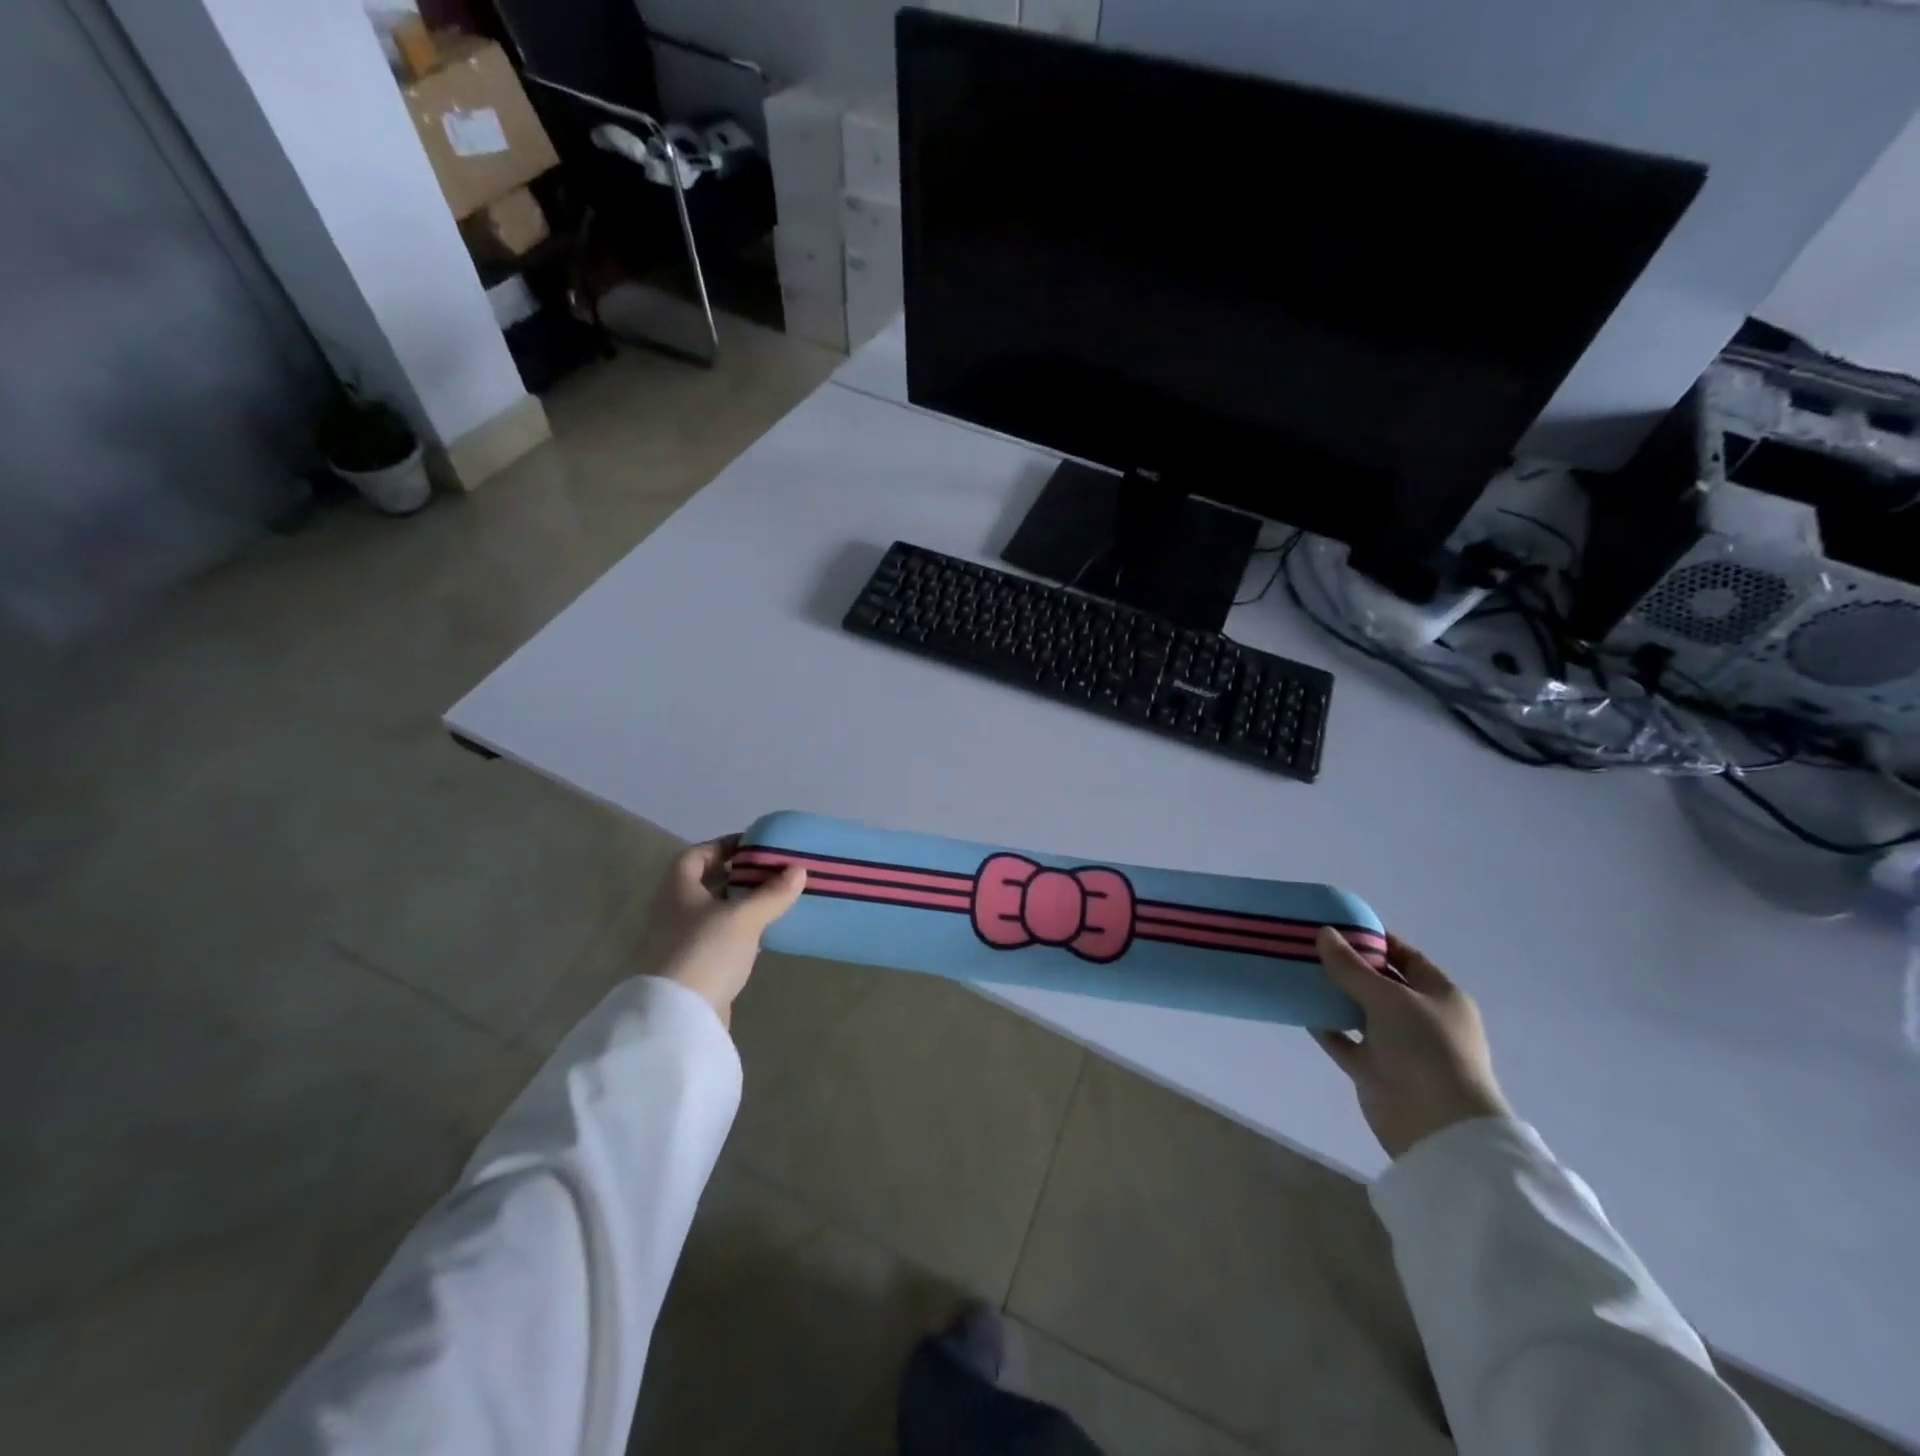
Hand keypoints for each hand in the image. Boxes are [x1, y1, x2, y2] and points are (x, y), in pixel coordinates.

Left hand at [642, 837, 806, 1026]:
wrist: (679, 1017)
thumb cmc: (706, 951)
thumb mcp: (744, 917)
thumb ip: (772, 893)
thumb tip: (798, 870)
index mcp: (678, 888)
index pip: (697, 854)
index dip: (724, 846)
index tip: (755, 846)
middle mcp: (674, 910)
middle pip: (706, 883)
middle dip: (738, 876)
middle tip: (772, 872)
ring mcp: (680, 941)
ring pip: (714, 912)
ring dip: (740, 905)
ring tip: (774, 900)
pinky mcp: (693, 967)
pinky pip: (718, 939)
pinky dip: (739, 932)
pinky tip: (762, 935)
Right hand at [1313, 928, 1509, 1159]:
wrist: (1436, 1125)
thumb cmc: (1425, 1048)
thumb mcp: (1388, 998)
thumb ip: (1352, 967)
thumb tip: (1324, 933)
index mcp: (1439, 995)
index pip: (1406, 957)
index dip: (1375, 939)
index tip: (1338, 924)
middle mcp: (1420, 1018)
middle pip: (1379, 983)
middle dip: (1347, 965)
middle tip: (1308, 944)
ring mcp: (1397, 1045)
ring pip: (1359, 1011)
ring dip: (1333, 994)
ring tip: (1297, 970)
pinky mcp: (1374, 1069)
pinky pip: (1344, 1040)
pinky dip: (1325, 1026)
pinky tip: (1299, 1007)